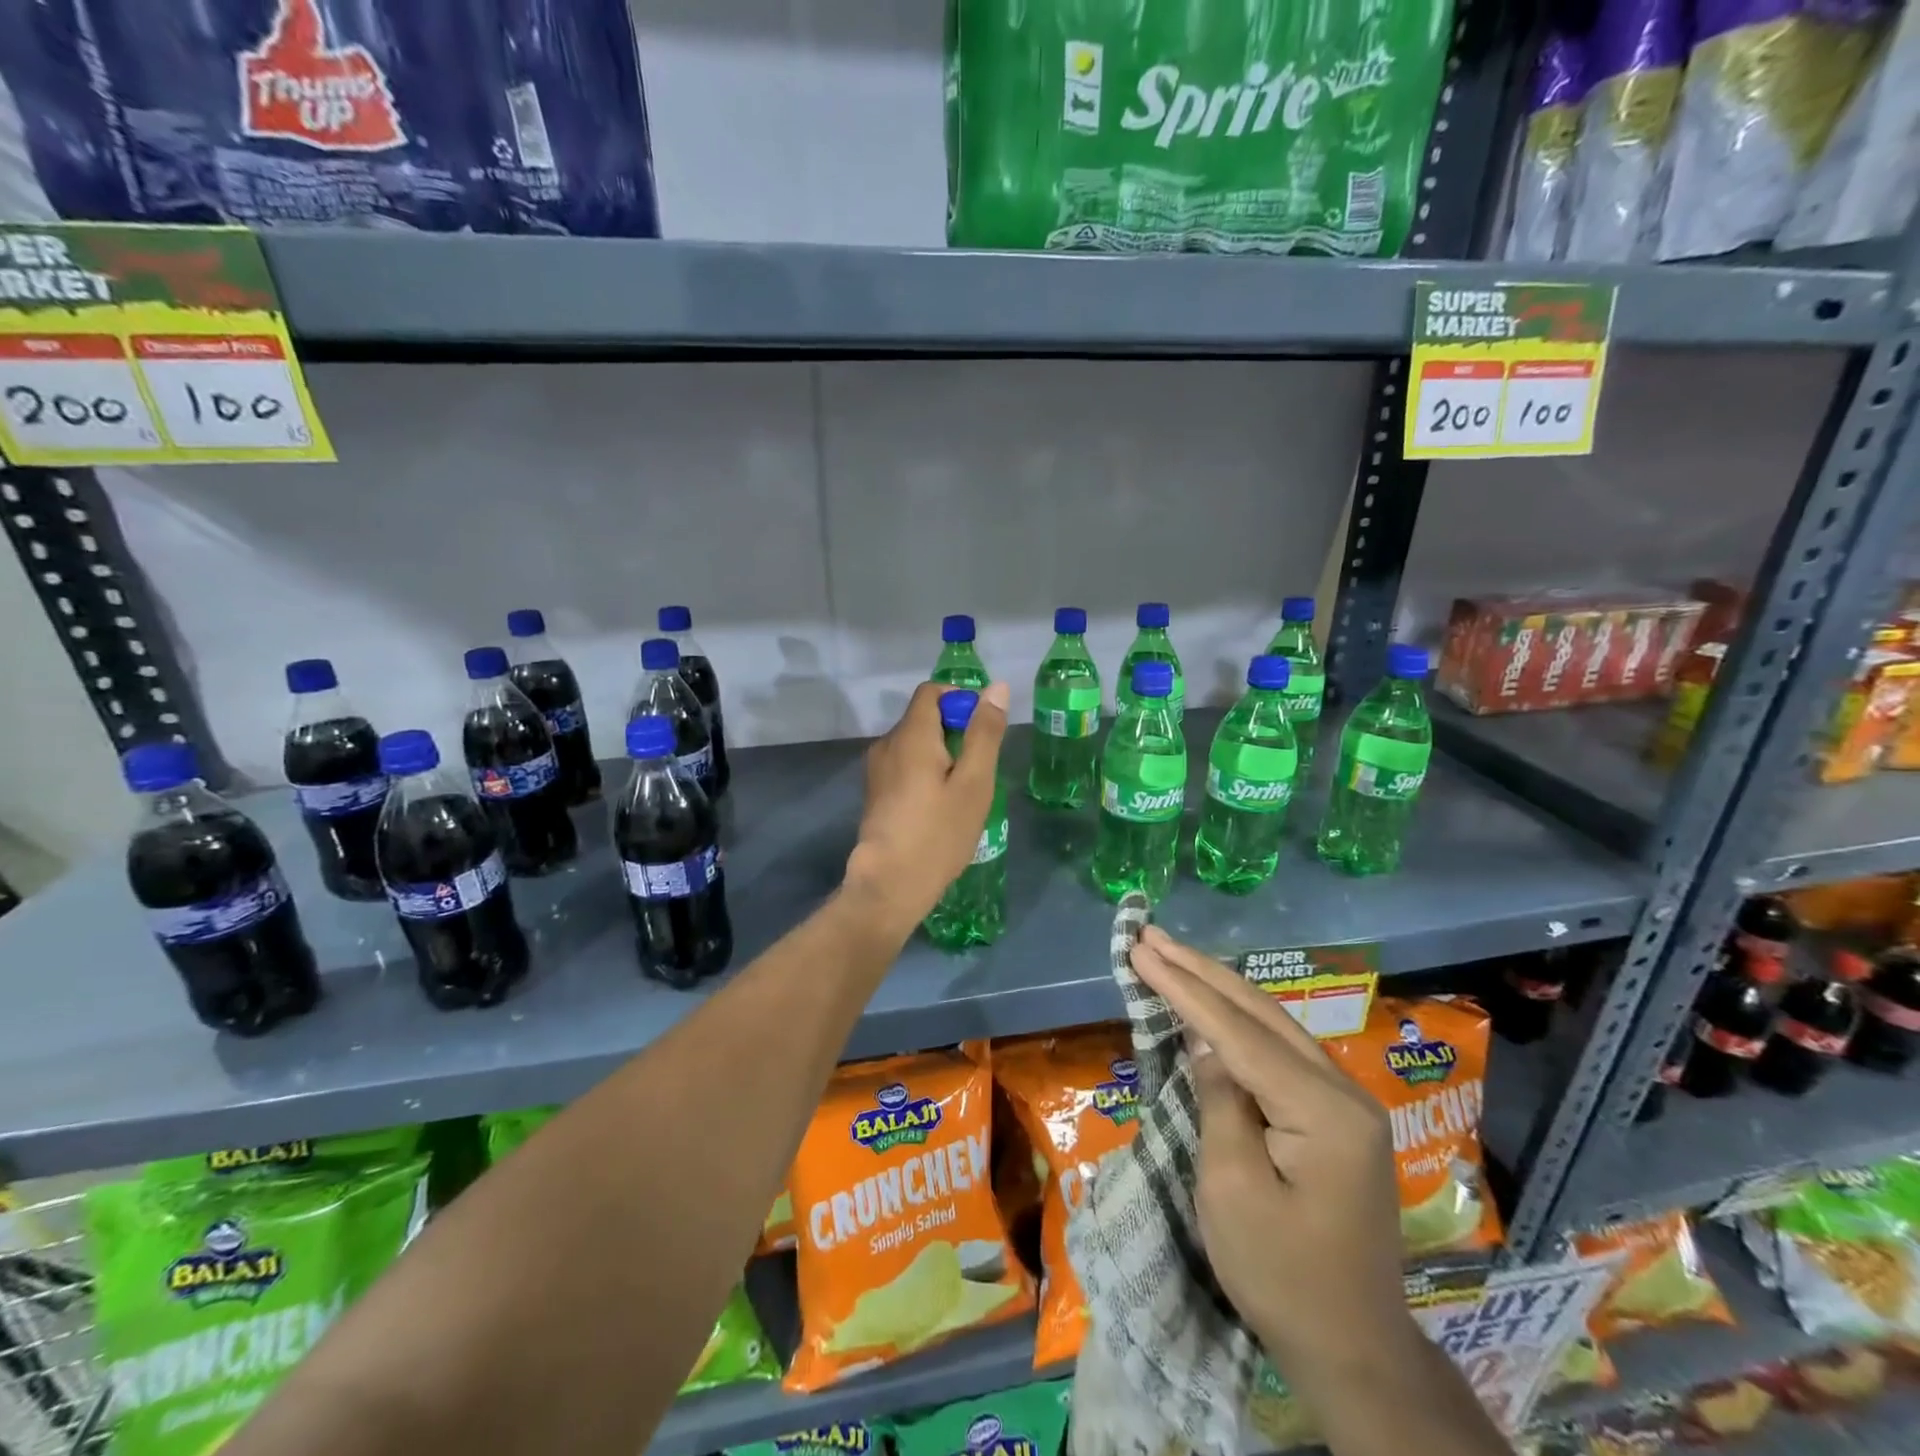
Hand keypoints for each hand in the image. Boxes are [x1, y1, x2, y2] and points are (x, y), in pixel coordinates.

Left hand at [842, 680, 1008, 938]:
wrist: (890, 884)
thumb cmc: (938, 832)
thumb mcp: (973, 783)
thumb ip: (984, 733)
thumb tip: (996, 688)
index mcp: (910, 734)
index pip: (931, 692)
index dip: (960, 700)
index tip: (982, 731)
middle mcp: (887, 744)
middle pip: (923, 717)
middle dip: (955, 732)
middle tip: (978, 770)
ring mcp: (877, 770)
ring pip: (915, 744)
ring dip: (942, 755)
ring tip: (963, 792)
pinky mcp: (876, 793)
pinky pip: (905, 766)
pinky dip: (926, 772)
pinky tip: (940, 807)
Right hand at [1128, 927, 1409, 1374]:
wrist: (1352, 1347)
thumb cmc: (1281, 1275)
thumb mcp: (1231, 1189)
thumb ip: (1220, 1101)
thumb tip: (1205, 1043)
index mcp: (1323, 1110)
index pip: (1239, 1032)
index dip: (1183, 988)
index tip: (1141, 950)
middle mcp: (1343, 1090)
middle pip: (1260, 1012)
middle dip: (1200, 971)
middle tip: (1151, 936)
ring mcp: (1344, 1102)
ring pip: (1272, 1024)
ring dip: (1218, 988)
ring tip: (1171, 955)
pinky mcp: (1334, 1116)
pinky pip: (1279, 1051)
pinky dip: (1238, 1021)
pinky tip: (1212, 1004)